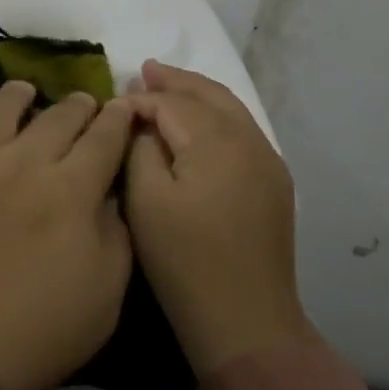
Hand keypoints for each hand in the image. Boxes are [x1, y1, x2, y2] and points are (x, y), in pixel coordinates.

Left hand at [0, 83, 136, 389]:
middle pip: (58, 116)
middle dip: (79, 105)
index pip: (104, 137)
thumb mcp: (106, 296)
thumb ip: (116, 234)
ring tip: (26, 91)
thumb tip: (110, 194)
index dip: (118, 119)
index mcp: (72, 190)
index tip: (123, 108)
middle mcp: (25, 162)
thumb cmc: (36, 332)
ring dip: (19, 95)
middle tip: (84, 103)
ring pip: (1, 108)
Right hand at [125, 61, 308, 375]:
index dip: (141, 99)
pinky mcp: (274, 183)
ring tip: (169, 83)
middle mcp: (250, 140)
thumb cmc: (184, 261)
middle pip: (209, 95)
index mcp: (217, 141)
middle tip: (145, 68)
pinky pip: (242, 131)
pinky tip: (199, 122)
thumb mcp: (146, 201)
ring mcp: (268, 161)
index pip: (173, 103)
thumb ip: (141, 147)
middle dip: (176, 81)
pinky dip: (217, 116)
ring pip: (230, 109)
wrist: (246, 321)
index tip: (113, 103)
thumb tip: (142, 120)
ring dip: (198, 94)